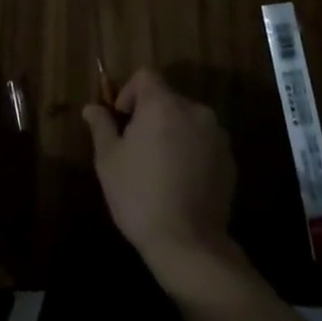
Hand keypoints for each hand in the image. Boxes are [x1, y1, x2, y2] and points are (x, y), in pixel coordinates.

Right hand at [83, 68, 238, 286]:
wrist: (189, 243)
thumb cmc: (140, 195)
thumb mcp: (108, 160)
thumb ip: (101, 126)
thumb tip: (91, 108)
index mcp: (163, 104)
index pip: (145, 76)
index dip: (129, 93)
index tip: (121, 121)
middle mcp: (194, 110)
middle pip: (167, 98)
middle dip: (150, 115)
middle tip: (137, 148)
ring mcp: (217, 135)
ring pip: (187, 120)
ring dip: (173, 132)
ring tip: (160, 167)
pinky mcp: (230, 159)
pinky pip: (204, 142)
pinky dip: (191, 150)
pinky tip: (181, 181)